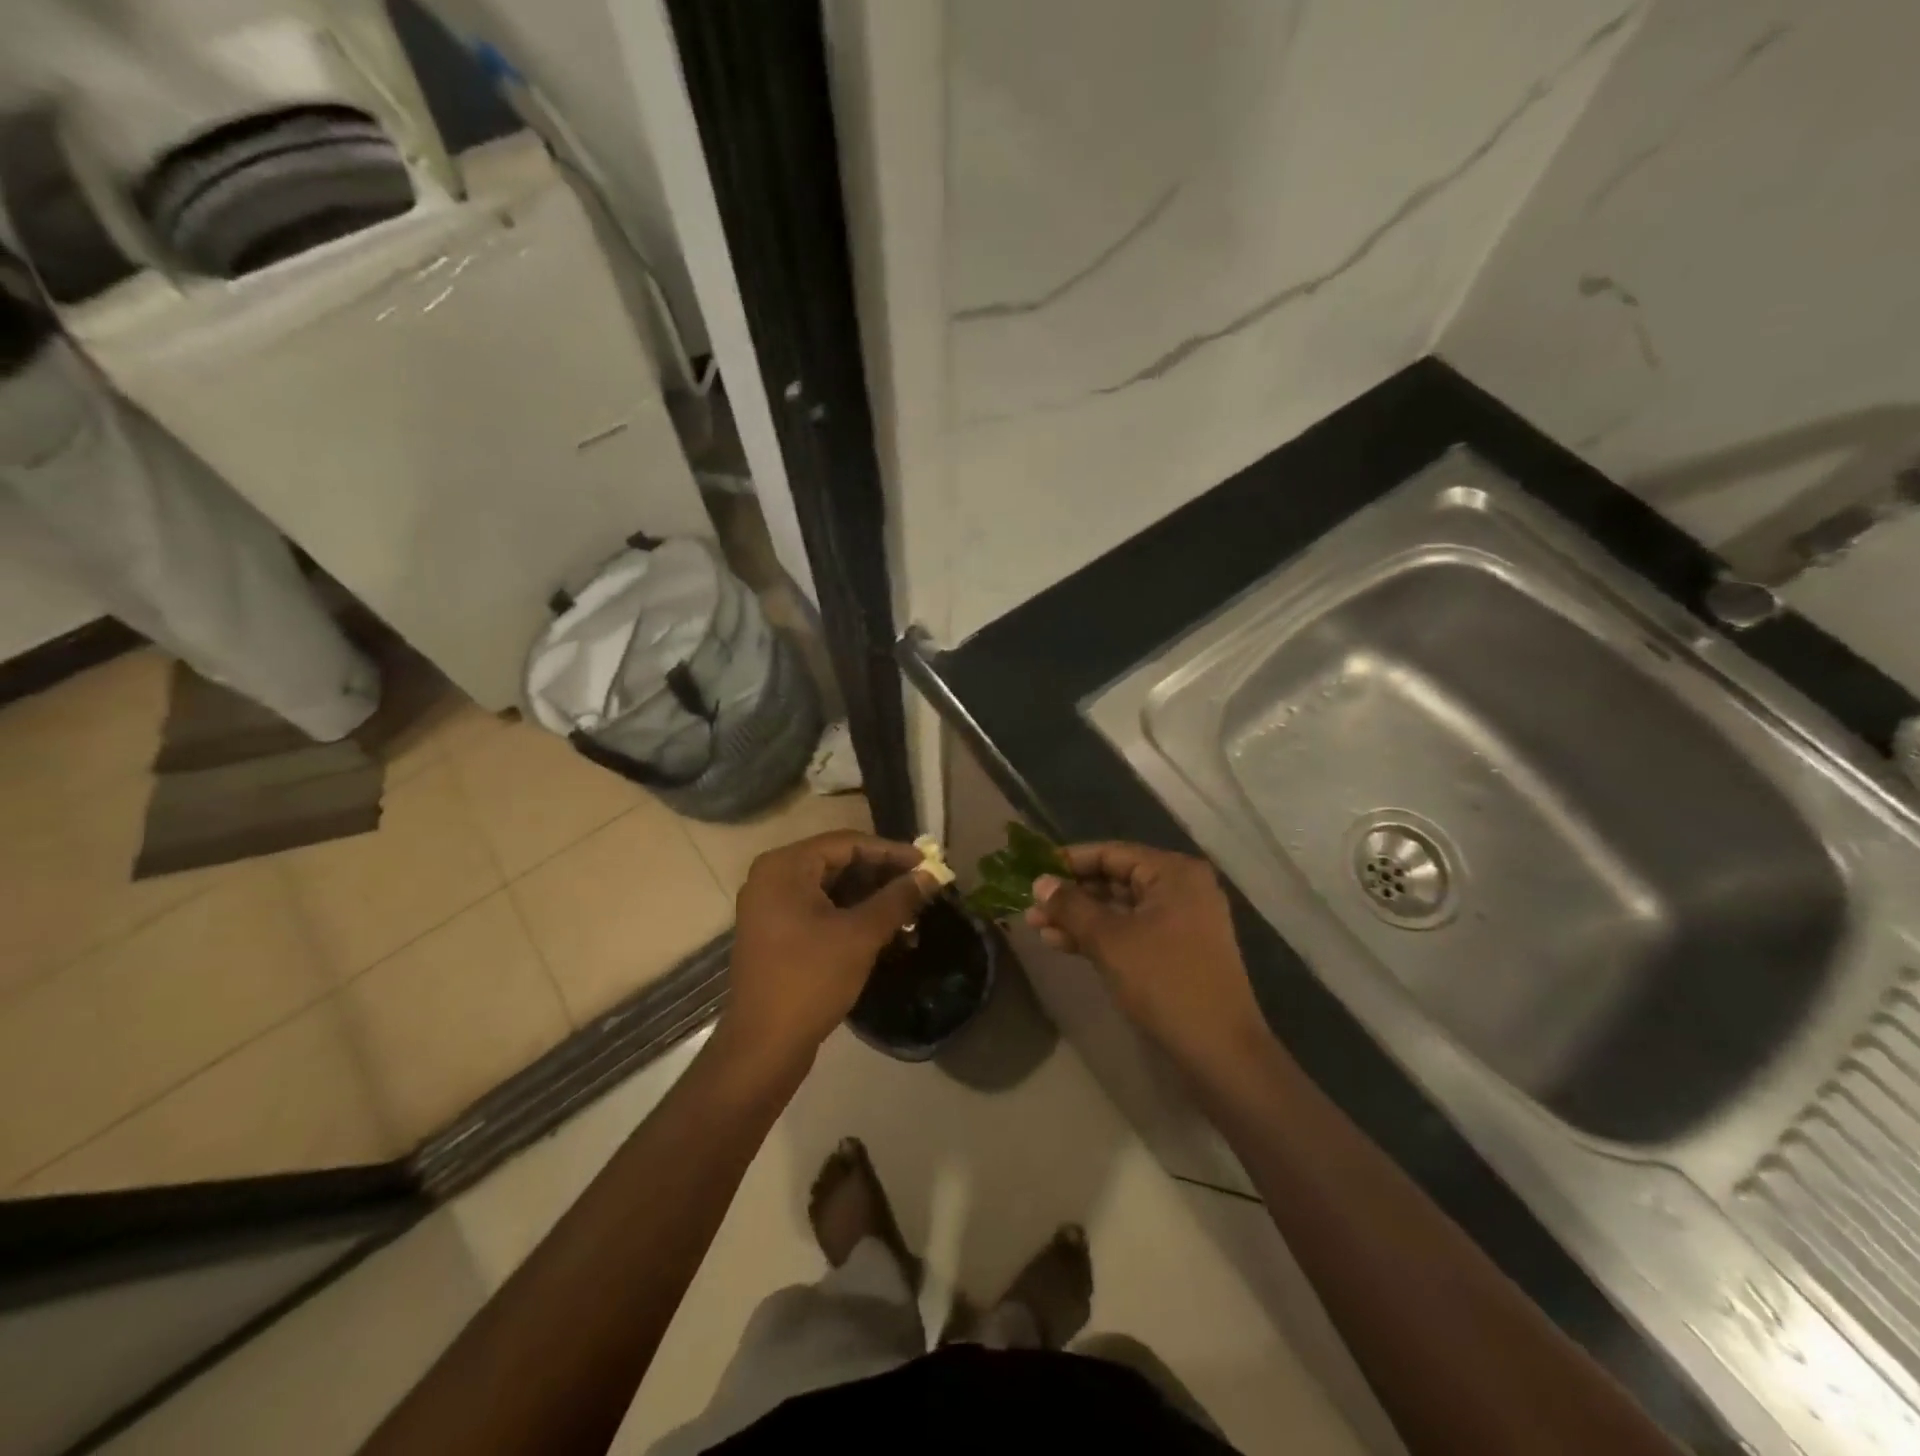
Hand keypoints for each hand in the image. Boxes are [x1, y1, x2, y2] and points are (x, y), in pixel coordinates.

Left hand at [722, 831, 934, 1066]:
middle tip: (921, 885)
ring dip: (870, 896)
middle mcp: (772, 877)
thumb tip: (930, 876)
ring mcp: (770, 906)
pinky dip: (850, 914)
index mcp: (785, 867)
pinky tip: (884, 928)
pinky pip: (819, 909)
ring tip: (909, 908)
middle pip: (837, 862)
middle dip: (882, 875)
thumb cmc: (810, 980)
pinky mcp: (775, 932)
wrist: (764, 1046)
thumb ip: (897, 899)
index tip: (927, 863)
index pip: (847, 844)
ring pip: (830, 887)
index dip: (891, 852)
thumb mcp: (860, 935)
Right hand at [1024, 843, 1267, 1063]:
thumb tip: (1039, 882)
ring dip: (1080, 917)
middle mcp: (1181, 887)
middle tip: (1030, 905)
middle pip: (1115, 879)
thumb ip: (1071, 906)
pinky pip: (1132, 930)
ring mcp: (1182, 920)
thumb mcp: (1109, 940)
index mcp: (1173, 873)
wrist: (1220, 1050)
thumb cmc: (1163, 981)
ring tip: (1037, 927)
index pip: (1111, 853)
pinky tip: (1062, 944)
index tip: (1033, 872)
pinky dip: (1100, 936)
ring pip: (1121, 908)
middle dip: (1071, 894)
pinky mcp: (1178, 950)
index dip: (1068, 862)